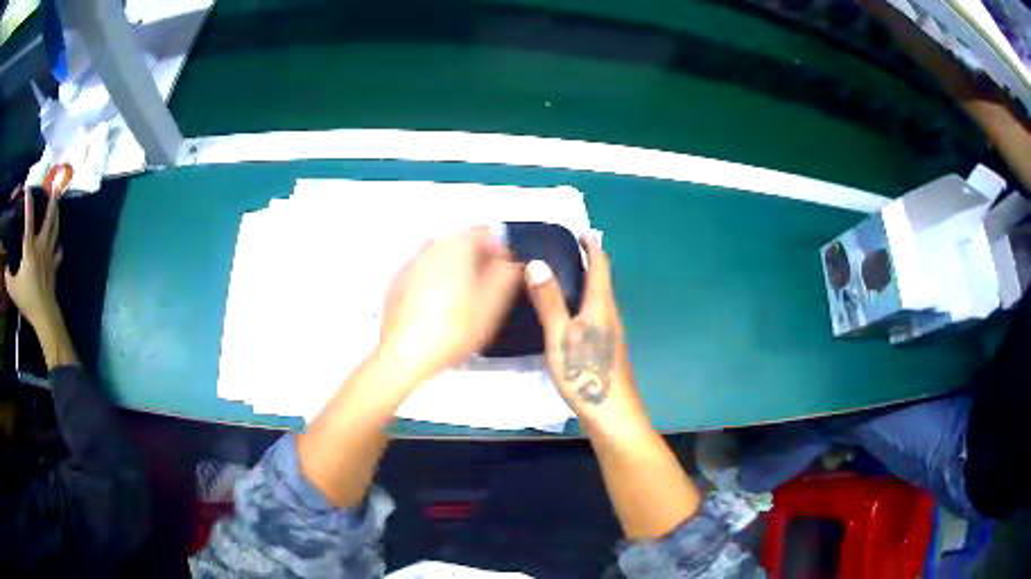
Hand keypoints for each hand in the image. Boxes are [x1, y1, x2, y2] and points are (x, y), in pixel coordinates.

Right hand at [5, 186, 62, 330]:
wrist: (44, 314)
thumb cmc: (27, 299)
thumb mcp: (13, 288)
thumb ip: (8, 277)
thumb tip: (5, 269)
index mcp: (30, 248)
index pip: (28, 219)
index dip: (28, 203)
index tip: (28, 188)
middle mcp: (41, 247)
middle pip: (48, 220)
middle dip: (51, 204)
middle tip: (54, 190)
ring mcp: (49, 256)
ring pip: (55, 231)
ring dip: (56, 218)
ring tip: (57, 208)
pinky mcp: (54, 267)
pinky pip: (58, 253)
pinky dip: (58, 247)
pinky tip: (58, 245)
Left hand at [377, 226, 521, 386]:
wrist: (405, 355)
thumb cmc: (447, 330)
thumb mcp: (492, 303)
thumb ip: (507, 274)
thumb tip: (511, 261)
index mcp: (455, 245)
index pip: (486, 232)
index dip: (502, 250)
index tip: (507, 270)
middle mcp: (429, 248)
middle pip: (462, 243)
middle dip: (478, 260)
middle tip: (490, 289)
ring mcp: (410, 265)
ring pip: (442, 259)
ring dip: (458, 272)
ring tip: (467, 304)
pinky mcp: (398, 284)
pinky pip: (425, 275)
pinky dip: (437, 285)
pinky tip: (443, 311)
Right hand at [525, 237, 643, 421]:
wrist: (612, 414)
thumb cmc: (585, 373)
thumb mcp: (560, 336)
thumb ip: (549, 301)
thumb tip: (537, 263)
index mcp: (601, 306)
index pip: (600, 266)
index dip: (592, 246)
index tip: (581, 231)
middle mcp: (610, 315)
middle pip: (601, 281)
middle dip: (587, 262)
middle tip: (561, 251)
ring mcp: (610, 335)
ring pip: (598, 300)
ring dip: (584, 284)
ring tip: (559, 278)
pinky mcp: (606, 350)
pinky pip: (594, 316)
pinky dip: (582, 304)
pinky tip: (566, 316)